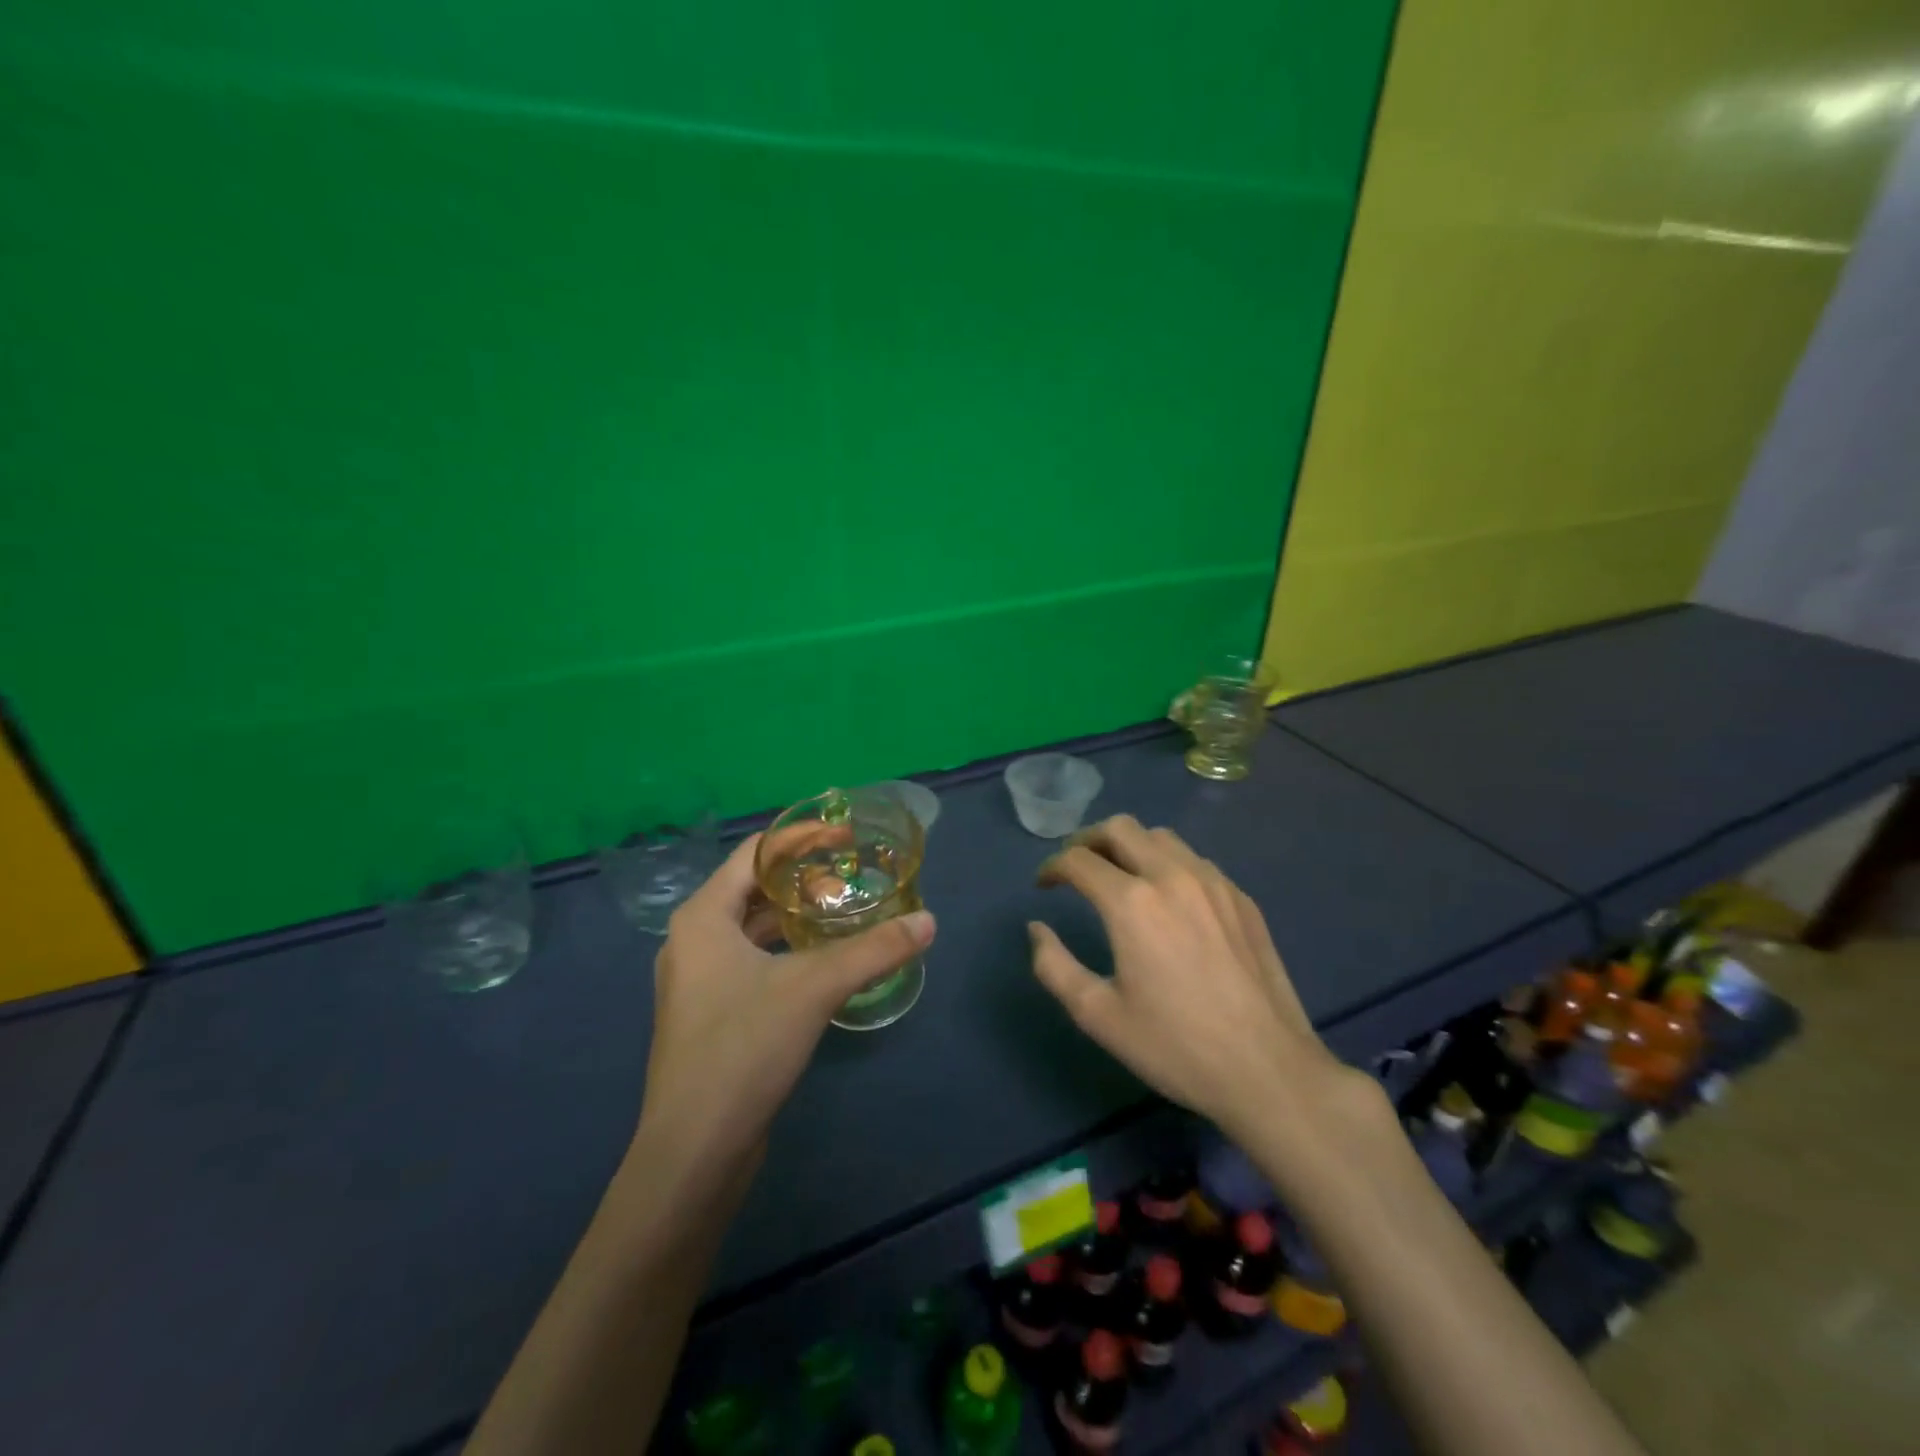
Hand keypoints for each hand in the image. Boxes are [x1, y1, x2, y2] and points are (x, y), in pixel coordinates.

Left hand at [636, 832, 935, 1167]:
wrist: (694, 1151)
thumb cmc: (743, 1048)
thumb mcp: (815, 987)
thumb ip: (874, 950)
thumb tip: (929, 923)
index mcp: (703, 917)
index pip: (755, 853)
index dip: (801, 837)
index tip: (846, 834)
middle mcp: (693, 940)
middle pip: (752, 887)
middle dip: (802, 877)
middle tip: (852, 876)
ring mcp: (697, 980)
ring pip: (752, 927)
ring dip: (795, 914)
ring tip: (842, 912)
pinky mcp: (709, 1014)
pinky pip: (751, 960)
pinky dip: (786, 948)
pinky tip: (821, 961)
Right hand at [1028, 815, 1361, 1146]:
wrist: (1268, 1070)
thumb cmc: (1174, 1046)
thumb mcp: (1098, 1015)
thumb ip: (1054, 966)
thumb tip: (1036, 929)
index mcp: (1132, 902)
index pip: (1079, 860)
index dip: (1053, 867)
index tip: (1043, 884)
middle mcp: (1172, 876)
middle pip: (1120, 828)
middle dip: (1088, 839)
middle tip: (1076, 866)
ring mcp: (1214, 883)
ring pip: (1161, 837)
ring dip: (1130, 846)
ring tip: (1119, 876)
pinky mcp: (1242, 898)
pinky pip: (1195, 861)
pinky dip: (1167, 864)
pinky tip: (1168, 899)